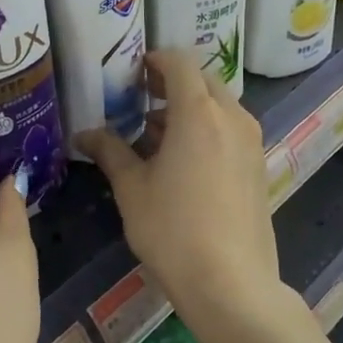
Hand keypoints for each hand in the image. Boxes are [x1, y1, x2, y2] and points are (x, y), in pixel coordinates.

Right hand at [76, 50, 281, 329]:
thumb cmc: (173, 230)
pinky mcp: (258, 165)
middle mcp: (231, 116)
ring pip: (218, 105)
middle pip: (202, 80)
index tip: (132, 73)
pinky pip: (230, 129)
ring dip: (188, 109)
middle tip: (140, 102)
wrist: (231, 282)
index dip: (154, 59)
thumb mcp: (132, 189)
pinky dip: (206, 129)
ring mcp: (251, 141)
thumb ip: (110, 152)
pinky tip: (182, 162)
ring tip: (154, 136)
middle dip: (170, 84)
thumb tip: (84, 134)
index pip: (179, 62)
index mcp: (198, 112)